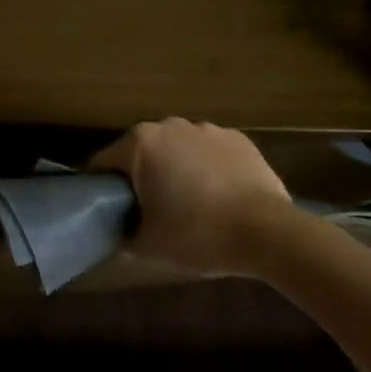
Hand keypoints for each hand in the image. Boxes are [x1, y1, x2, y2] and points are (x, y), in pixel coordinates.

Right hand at [91, 118, 293, 273]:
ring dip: (176, 169)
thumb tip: (117, 234)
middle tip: (148, 211)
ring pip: (177, 149)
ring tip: (188, 204)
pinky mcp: (239, 139)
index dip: (102, 189)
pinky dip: (207, 168)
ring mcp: (207, 129)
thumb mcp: (148, 245)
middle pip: (142, 152)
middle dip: (141, 176)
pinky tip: (217, 196)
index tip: (110, 213)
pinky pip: (209, 152)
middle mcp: (170, 125)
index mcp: (140, 143)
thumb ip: (122, 237)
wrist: (268, 232)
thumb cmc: (197, 234)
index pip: (104, 163)